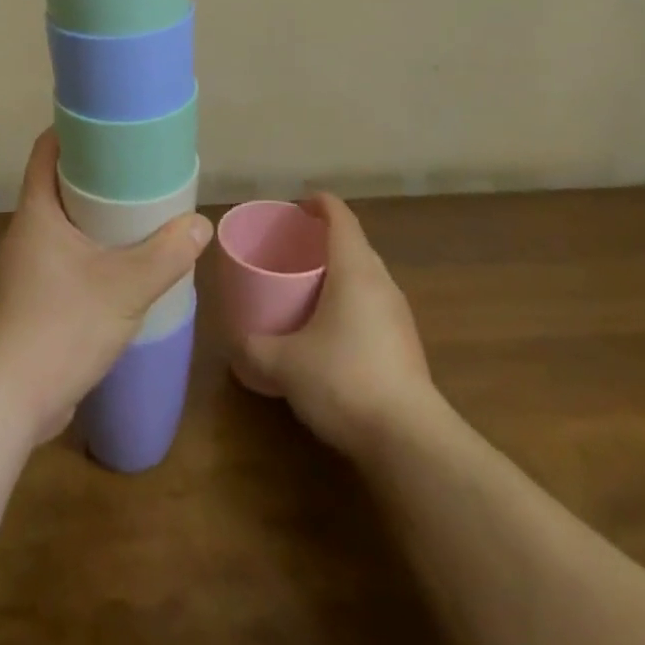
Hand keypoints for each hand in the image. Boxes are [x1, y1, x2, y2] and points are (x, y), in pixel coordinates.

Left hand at [0, 130, 212, 449]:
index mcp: (36, 212)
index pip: (46, 150)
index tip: (110, 125)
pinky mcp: (32, 299)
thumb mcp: (125, 287)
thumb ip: (166, 254)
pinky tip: (122, 267)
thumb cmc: (61, 326)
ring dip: (95, 217)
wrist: (9, 402)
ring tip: (138, 215)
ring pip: (63, 225)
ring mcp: (26, 268)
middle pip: (58, 185)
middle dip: (96, 175)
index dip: (73, 130)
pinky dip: (91, 252)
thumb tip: (199, 225)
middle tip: (138, 170)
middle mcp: (26, 232)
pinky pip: (64, 257)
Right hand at [233, 194, 447, 459]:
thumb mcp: (284, 364)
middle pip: (354, 244)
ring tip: (307, 288)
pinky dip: (350, 304)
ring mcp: (399, 315)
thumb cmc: (344, 380)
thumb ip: (254, 348)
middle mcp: (381, 282)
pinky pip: (373, 306)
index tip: (296, 206)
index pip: (340, 216)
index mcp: (354, 269)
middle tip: (291, 250)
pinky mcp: (406, 346)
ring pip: (366, 277)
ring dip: (339, 274)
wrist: (409, 441)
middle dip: (324, 240)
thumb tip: (235, 344)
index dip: (318, 203)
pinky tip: (330, 331)